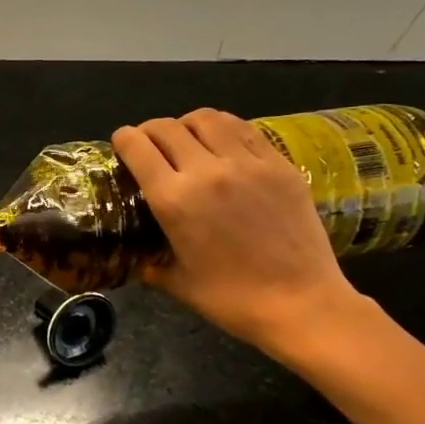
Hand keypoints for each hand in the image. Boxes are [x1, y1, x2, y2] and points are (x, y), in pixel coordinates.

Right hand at [112, 110, 359, 352]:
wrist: (303, 305)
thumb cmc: (232, 300)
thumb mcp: (176, 282)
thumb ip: (150, 261)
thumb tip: (138, 255)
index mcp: (174, 199)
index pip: (137, 146)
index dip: (123, 139)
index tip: (122, 144)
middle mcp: (207, 171)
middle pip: (167, 127)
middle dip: (150, 130)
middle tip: (151, 144)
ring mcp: (247, 164)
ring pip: (207, 119)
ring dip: (188, 124)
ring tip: (188, 139)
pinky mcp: (280, 165)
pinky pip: (244, 130)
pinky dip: (224, 129)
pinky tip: (224, 145)